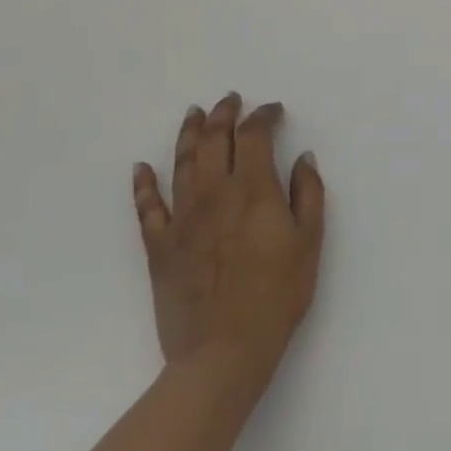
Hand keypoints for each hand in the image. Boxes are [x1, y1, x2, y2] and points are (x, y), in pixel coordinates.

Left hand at [132, 94, 325, 397]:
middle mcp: (214, 193)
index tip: (273, 110)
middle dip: (224, 115)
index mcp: (253, 189)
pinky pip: (147, 207)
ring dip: (188, 134)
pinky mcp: (160, 246)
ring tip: (194, 114)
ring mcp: (182, 219)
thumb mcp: (309, 241)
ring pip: (181, 163)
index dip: (263, 117)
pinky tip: (141, 168)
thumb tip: (303, 157)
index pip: (255, 136)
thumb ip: (308, 193)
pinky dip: (143, 184)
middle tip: (230, 100)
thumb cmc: (278, 294)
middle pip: (215, 140)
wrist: (224, 349)